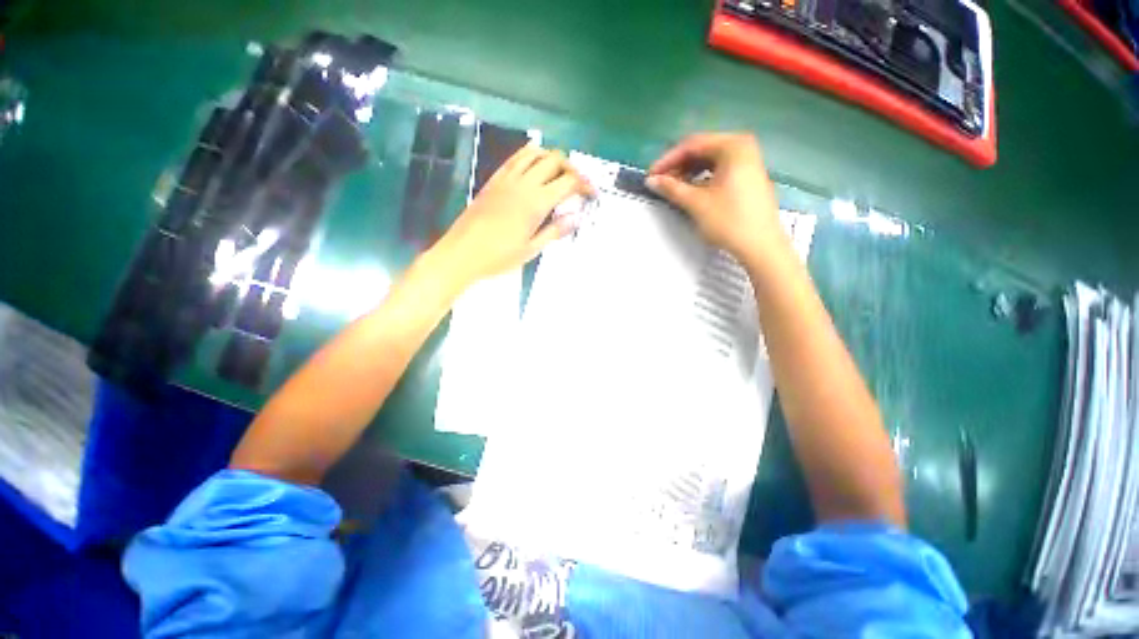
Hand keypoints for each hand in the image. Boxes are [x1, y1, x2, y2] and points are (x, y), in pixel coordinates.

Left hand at [431, 144, 593, 287]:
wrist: (462, 253)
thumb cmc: (499, 257)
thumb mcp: (531, 249)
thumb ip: (555, 231)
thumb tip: (576, 217)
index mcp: (536, 203)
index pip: (568, 182)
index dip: (584, 185)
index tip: (592, 194)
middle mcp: (523, 184)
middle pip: (555, 160)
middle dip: (572, 169)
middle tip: (578, 186)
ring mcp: (506, 179)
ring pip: (535, 153)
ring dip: (551, 159)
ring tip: (558, 175)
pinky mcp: (494, 180)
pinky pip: (515, 158)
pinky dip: (530, 157)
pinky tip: (534, 169)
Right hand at [647, 133, 785, 264]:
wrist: (761, 246)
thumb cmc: (729, 221)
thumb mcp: (696, 203)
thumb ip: (671, 188)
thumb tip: (651, 180)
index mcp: (733, 146)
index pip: (692, 145)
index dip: (667, 159)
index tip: (650, 175)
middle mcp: (743, 147)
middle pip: (702, 150)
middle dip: (678, 165)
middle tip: (660, 182)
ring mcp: (748, 162)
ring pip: (710, 160)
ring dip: (688, 172)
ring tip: (672, 188)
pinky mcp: (748, 177)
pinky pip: (719, 170)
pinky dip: (702, 178)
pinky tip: (691, 191)